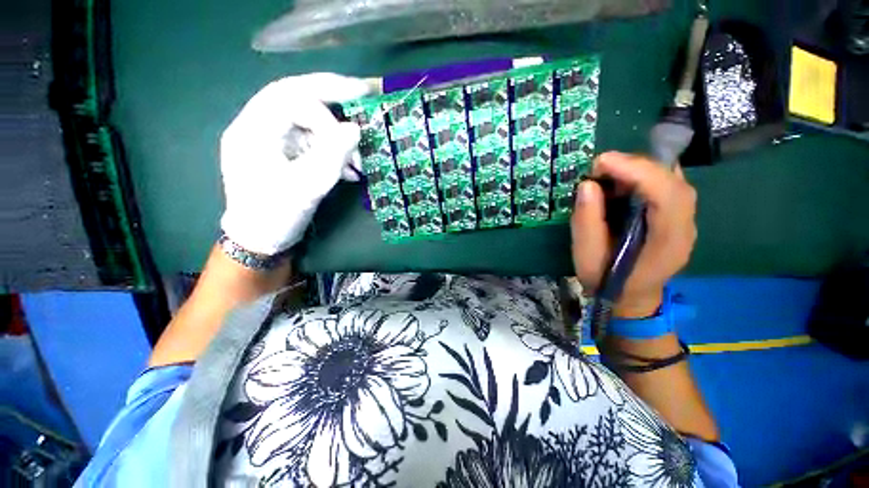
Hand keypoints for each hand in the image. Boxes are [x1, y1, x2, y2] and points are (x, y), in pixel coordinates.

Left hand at [220, 73, 371, 255]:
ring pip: (308, 121)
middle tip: (363, 92)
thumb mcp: (307, 187)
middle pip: (296, 97)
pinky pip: (312, 141)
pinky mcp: (285, 153)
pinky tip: (349, 170)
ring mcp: (272, 139)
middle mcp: (258, 126)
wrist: (260, 239)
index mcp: (253, 130)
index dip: (325, 107)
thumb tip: (356, 129)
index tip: (354, 128)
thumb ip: (333, 156)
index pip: (289, 97)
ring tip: (357, 161)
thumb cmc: (276, 215)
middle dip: (332, 95)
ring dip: (337, 136)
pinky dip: (333, 151)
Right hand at [571, 151, 697, 317]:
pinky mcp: (675, 215)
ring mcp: (684, 219)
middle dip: (635, 165)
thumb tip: (587, 185)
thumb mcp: (586, 256)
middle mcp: (685, 226)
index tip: (601, 162)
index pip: (667, 194)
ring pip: (671, 178)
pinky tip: (622, 182)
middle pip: (673, 180)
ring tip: (607, 174)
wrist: (629, 297)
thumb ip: (586, 222)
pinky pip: (665, 184)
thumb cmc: (606, 281)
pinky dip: (642, 176)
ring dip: (638, 169)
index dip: (636, 171)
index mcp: (668, 241)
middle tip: (600, 167)